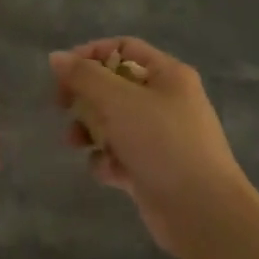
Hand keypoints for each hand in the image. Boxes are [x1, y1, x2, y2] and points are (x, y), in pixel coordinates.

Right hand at [50, 38, 250, 254]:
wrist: (201, 210)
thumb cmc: (162, 143)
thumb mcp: (119, 101)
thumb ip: (85, 76)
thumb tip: (57, 56)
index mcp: (168, 75)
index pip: (124, 48)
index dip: (91, 55)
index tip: (63, 72)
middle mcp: (165, 101)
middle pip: (114, 86)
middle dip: (85, 97)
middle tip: (62, 106)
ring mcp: (159, 136)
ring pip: (112, 122)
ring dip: (89, 130)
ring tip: (76, 143)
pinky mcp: (151, 168)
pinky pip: (119, 154)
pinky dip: (107, 161)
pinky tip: (108, 172)